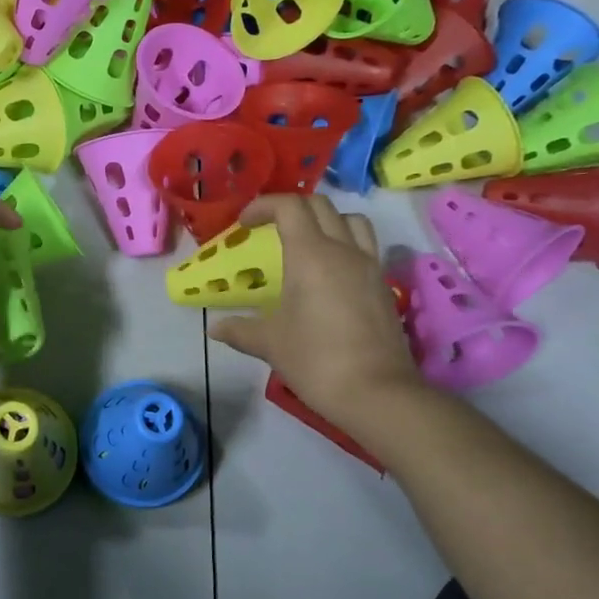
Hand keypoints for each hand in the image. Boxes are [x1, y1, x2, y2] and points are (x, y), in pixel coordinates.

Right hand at [208, 195, 424, 433]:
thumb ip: (240, 329)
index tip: (244, 224)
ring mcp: (370, 266)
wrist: (376, 392)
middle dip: (291, 208)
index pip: (289, 207)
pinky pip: (365, 248)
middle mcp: (344, 250)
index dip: (263, 206)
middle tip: (269, 227)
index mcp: (311, 254)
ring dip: (326, 221)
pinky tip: (329, 275)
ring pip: (352, 221)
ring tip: (305, 243)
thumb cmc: (315, 360)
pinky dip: (344, 245)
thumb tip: (215, 328)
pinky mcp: (383, 286)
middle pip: (321, 205)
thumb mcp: (269, 343)